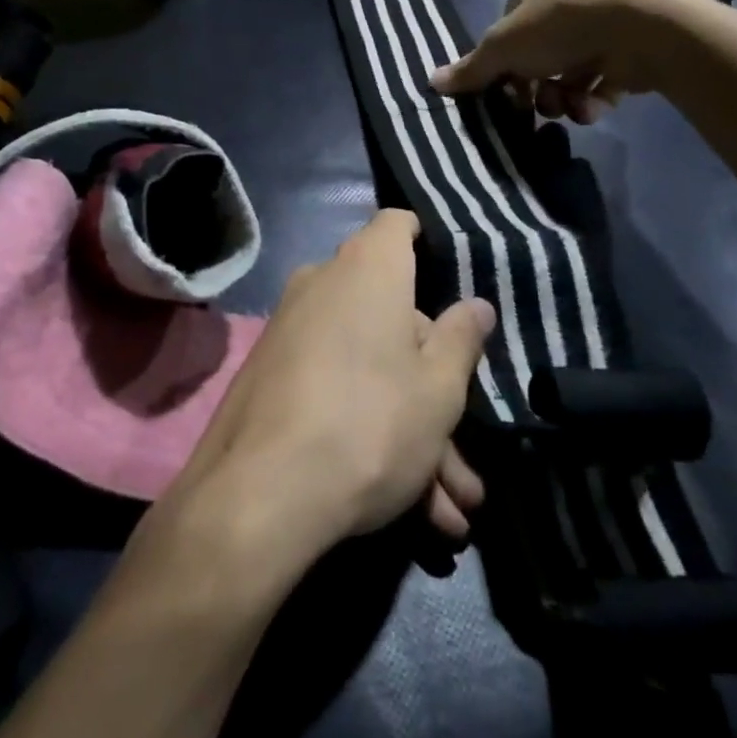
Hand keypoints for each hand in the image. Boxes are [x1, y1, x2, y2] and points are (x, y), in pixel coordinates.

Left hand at [179, 210, 495, 566]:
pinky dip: (369, 433)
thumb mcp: (438, 390)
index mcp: (368, 268)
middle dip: (434, 383)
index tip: (454, 279)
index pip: (398, 225)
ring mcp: (292, 330)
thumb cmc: (370, 423)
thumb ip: (461, 340)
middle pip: (393, 316)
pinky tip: (411, 509)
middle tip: (465, 455)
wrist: (259, 496)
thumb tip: (477, 305)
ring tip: (450, 512)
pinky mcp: (271, 375)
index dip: (428, 242)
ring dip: (412, 431)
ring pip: (368, 366)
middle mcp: (324, 284)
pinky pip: (334, 388)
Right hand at [429, 0, 697, 122]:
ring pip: (569, 75)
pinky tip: (594, 107)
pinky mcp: (628, 50)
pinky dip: (594, 99)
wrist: (640, 24)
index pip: (506, 33)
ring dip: (563, 99)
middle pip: (537, 59)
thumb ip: (471, 69)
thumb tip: (430, 82)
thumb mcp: (503, 47)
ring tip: (570, 109)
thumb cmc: (559, 26)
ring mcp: (599, 27)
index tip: (504, 93)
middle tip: (537, 107)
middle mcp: (565, 5)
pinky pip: (601, 82)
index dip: (502, 66)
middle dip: (535, 90)